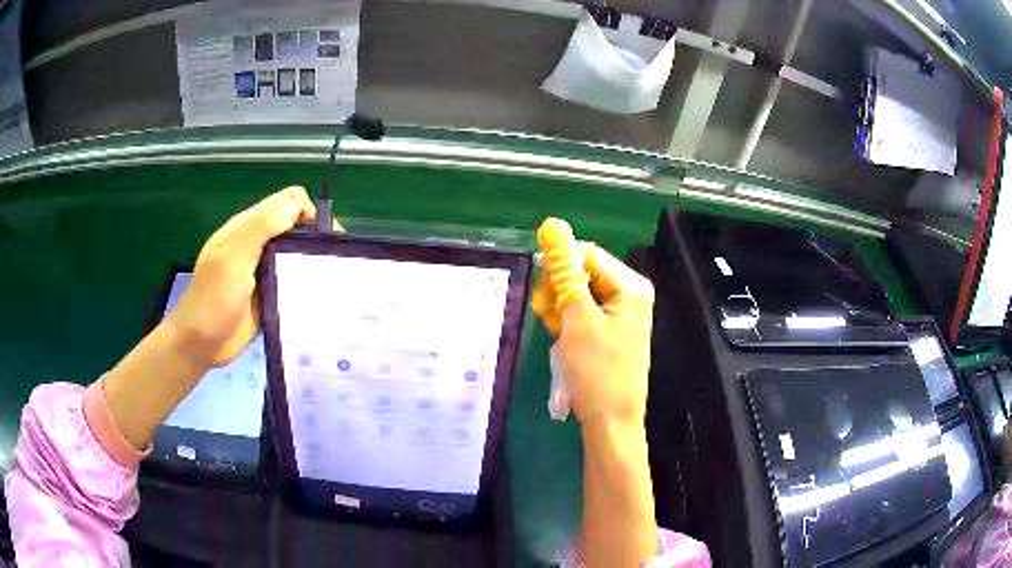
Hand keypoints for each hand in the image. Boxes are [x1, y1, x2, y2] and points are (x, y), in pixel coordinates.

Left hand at [164, 186, 323, 366]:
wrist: (199, 345)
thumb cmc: (212, 300)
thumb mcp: (233, 259)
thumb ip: (261, 228)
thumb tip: (298, 206)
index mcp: (247, 228)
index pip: (287, 201)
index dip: (308, 211)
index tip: (324, 239)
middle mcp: (257, 244)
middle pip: (295, 225)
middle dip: (316, 235)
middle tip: (333, 261)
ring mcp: (263, 270)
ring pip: (296, 252)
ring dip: (312, 259)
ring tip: (331, 278)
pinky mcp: (269, 294)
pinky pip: (293, 281)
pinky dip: (306, 282)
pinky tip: (319, 295)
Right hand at [532, 239, 653, 429]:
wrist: (611, 422)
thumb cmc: (597, 371)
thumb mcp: (577, 319)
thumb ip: (565, 273)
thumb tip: (553, 226)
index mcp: (630, 286)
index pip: (588, 253)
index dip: (559, 263)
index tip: (538, 286)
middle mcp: (630, 294)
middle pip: (584, 272)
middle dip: (559, 289)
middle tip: (546, 314)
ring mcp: (622, 314)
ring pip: (580, 293)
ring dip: (560, 307)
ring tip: (555, 331)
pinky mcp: (612, 331)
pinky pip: (584, 312)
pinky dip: (568, 321)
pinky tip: (562, 338)